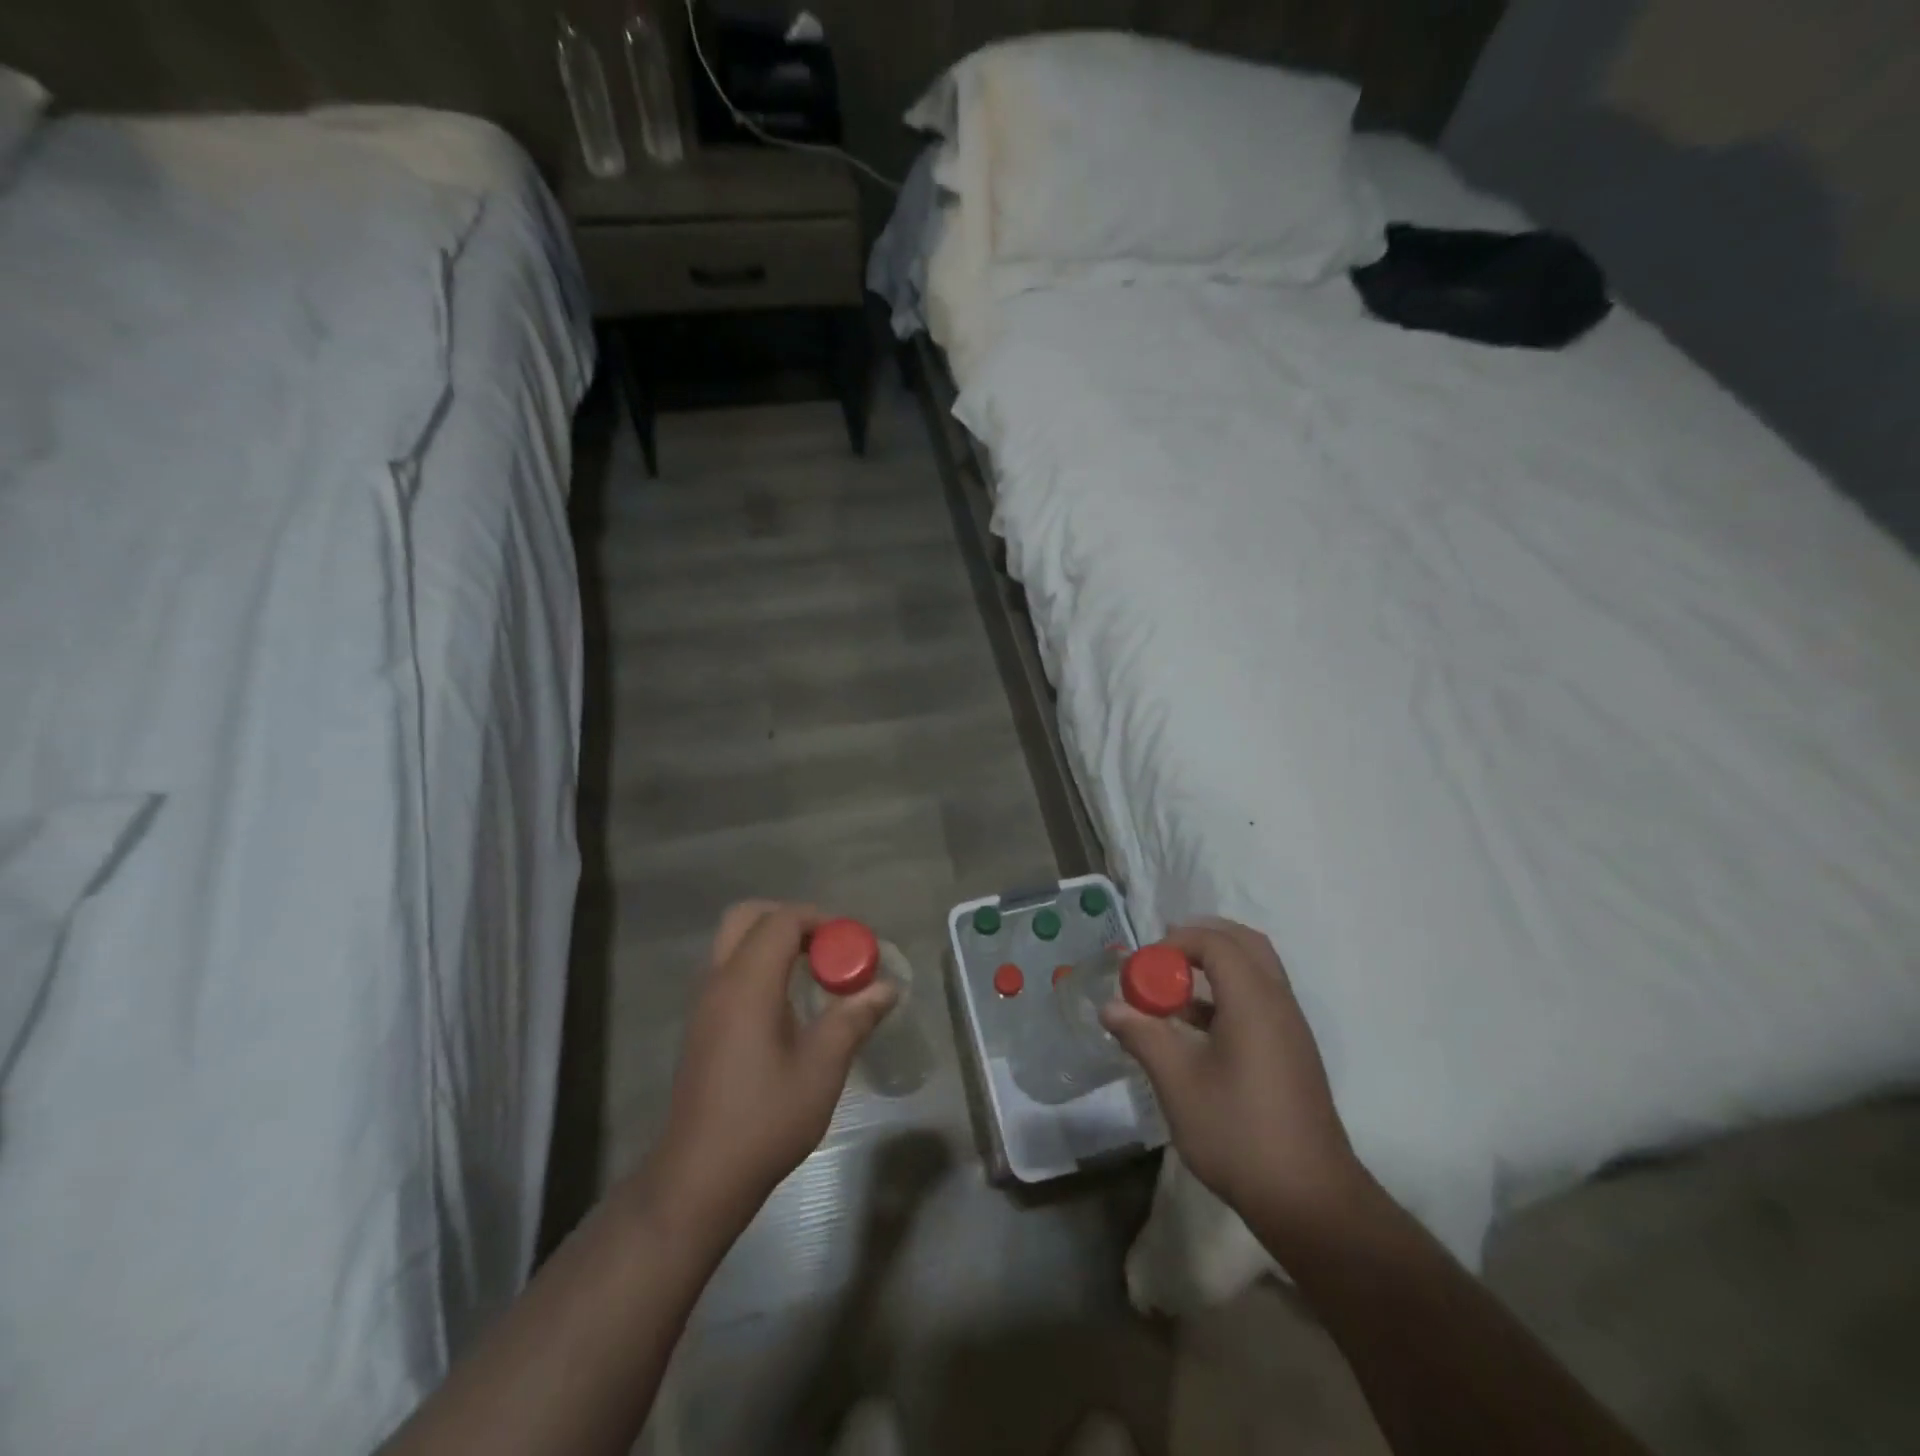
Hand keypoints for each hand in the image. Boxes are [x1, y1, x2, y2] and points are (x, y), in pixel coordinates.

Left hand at [641, 902, 897, 1237]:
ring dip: (772, 941)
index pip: (782, 921)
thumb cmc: (765, 1120)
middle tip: (827, 948)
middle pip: (747, 917)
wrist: (699, 1177)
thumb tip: (888, 987)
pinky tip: (786, 1004)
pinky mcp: (700, 1025)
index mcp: (747, 983)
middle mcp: (719, 981)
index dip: (821, 921)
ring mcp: (703, 1003)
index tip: (853, 946)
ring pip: (733, 942)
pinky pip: (728, 969)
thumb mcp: (822, 1068)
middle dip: (791, 920)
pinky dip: (757, 964)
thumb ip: (853, 1018)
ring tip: (812, 973)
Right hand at [1100, 919, 1368, 1224]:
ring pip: (1254, 972)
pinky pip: (1259, 1000)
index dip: (1175, 943)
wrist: (1310, 1200)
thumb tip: (1110, 1006)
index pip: (1215, 942)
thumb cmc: (1238, 1133)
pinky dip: (1227, 995)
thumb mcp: (1178, 1083)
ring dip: (1214, 968)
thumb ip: (1143, 1035)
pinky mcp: (1292, 1053)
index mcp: (1253, 999)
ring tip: (1172, 991)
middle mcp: (1278, 1002)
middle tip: (1162, 960)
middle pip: (1243, 944)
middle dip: (1199, 942)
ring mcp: (1290, 1028)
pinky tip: (1194, 1028)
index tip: (1143, 968)